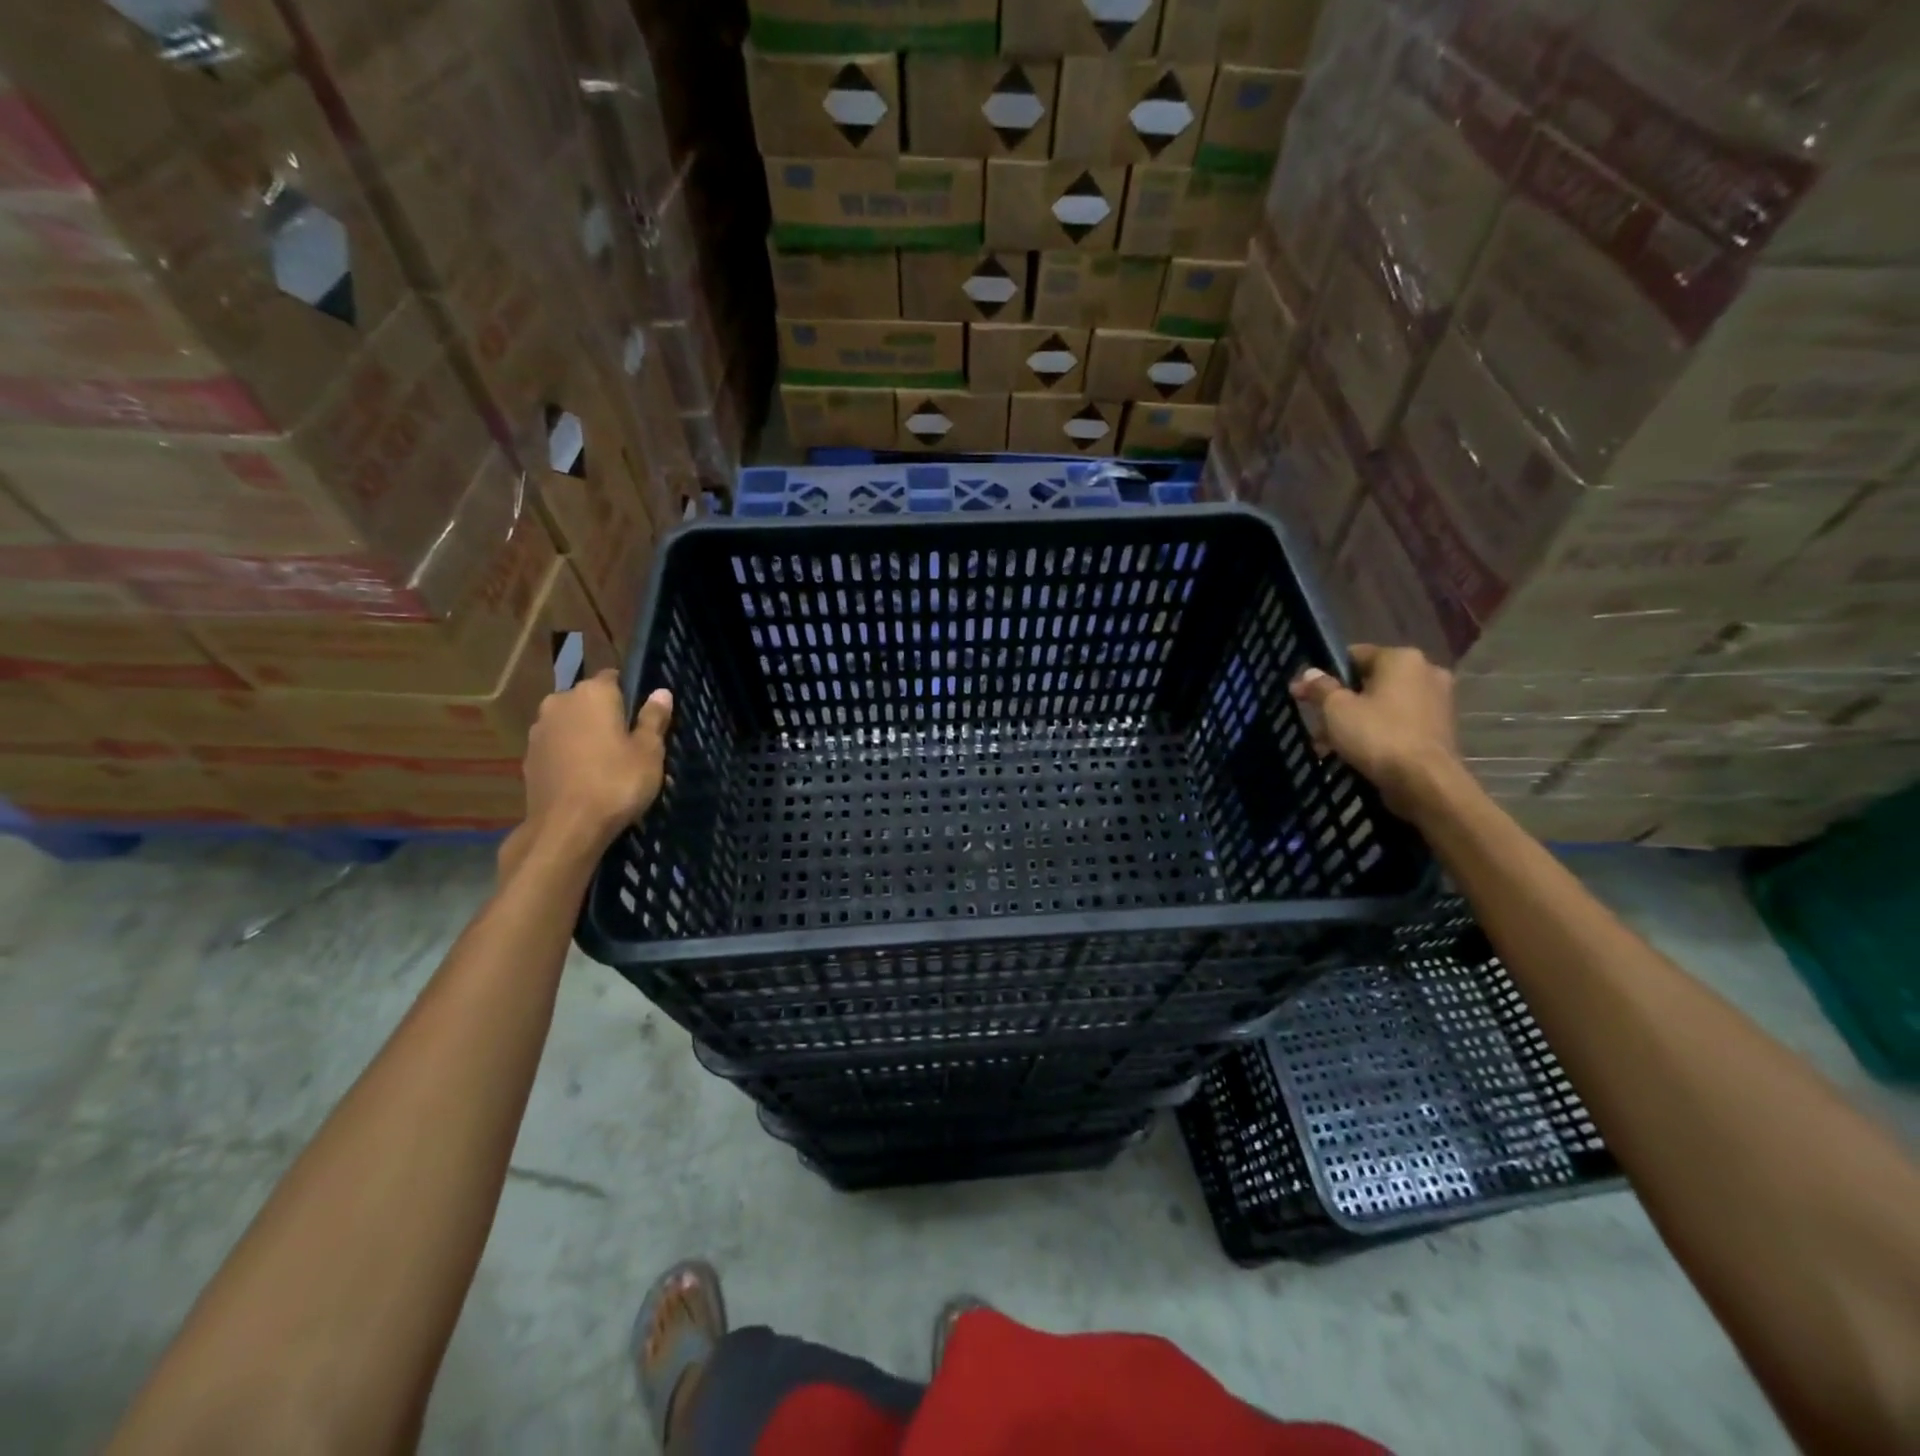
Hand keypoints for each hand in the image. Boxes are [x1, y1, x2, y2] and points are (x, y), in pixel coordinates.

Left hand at [505, 673, 672, 871]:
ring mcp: (539, 730)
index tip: (645, 717)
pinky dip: (572, 756)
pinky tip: (587, 779)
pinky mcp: (529, 758)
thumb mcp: (649, 752)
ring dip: (588, 737)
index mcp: (592, 693)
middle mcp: (560, 703)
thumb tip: (661, 693)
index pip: (614, 678)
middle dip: (608, 716)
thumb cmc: (616, 782)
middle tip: (632, 745)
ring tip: (610, 765)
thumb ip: (653, 719)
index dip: (631, 694)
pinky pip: (558, 748)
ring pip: (572, 725)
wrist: (566, 828)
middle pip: (590, 702)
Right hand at [1291, 644, 1462, 820]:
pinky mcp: (1441, 729)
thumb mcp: (1336, 709)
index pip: (1354, 655)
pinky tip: (1356, 754)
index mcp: (1401, 658)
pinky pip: (1399, 724)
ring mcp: (1438, 702)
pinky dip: (1378, 733)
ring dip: (1355, 721)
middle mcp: (1426, 672)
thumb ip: (1320, 688)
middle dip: (1340, 704)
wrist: (1425, 782)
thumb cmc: (1377, 735)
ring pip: (1383, 705)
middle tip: (1317, 725)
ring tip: (1330, 746)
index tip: (1304, 694)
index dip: (1325, 674)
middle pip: (1369, 683)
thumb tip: (1309, 673)